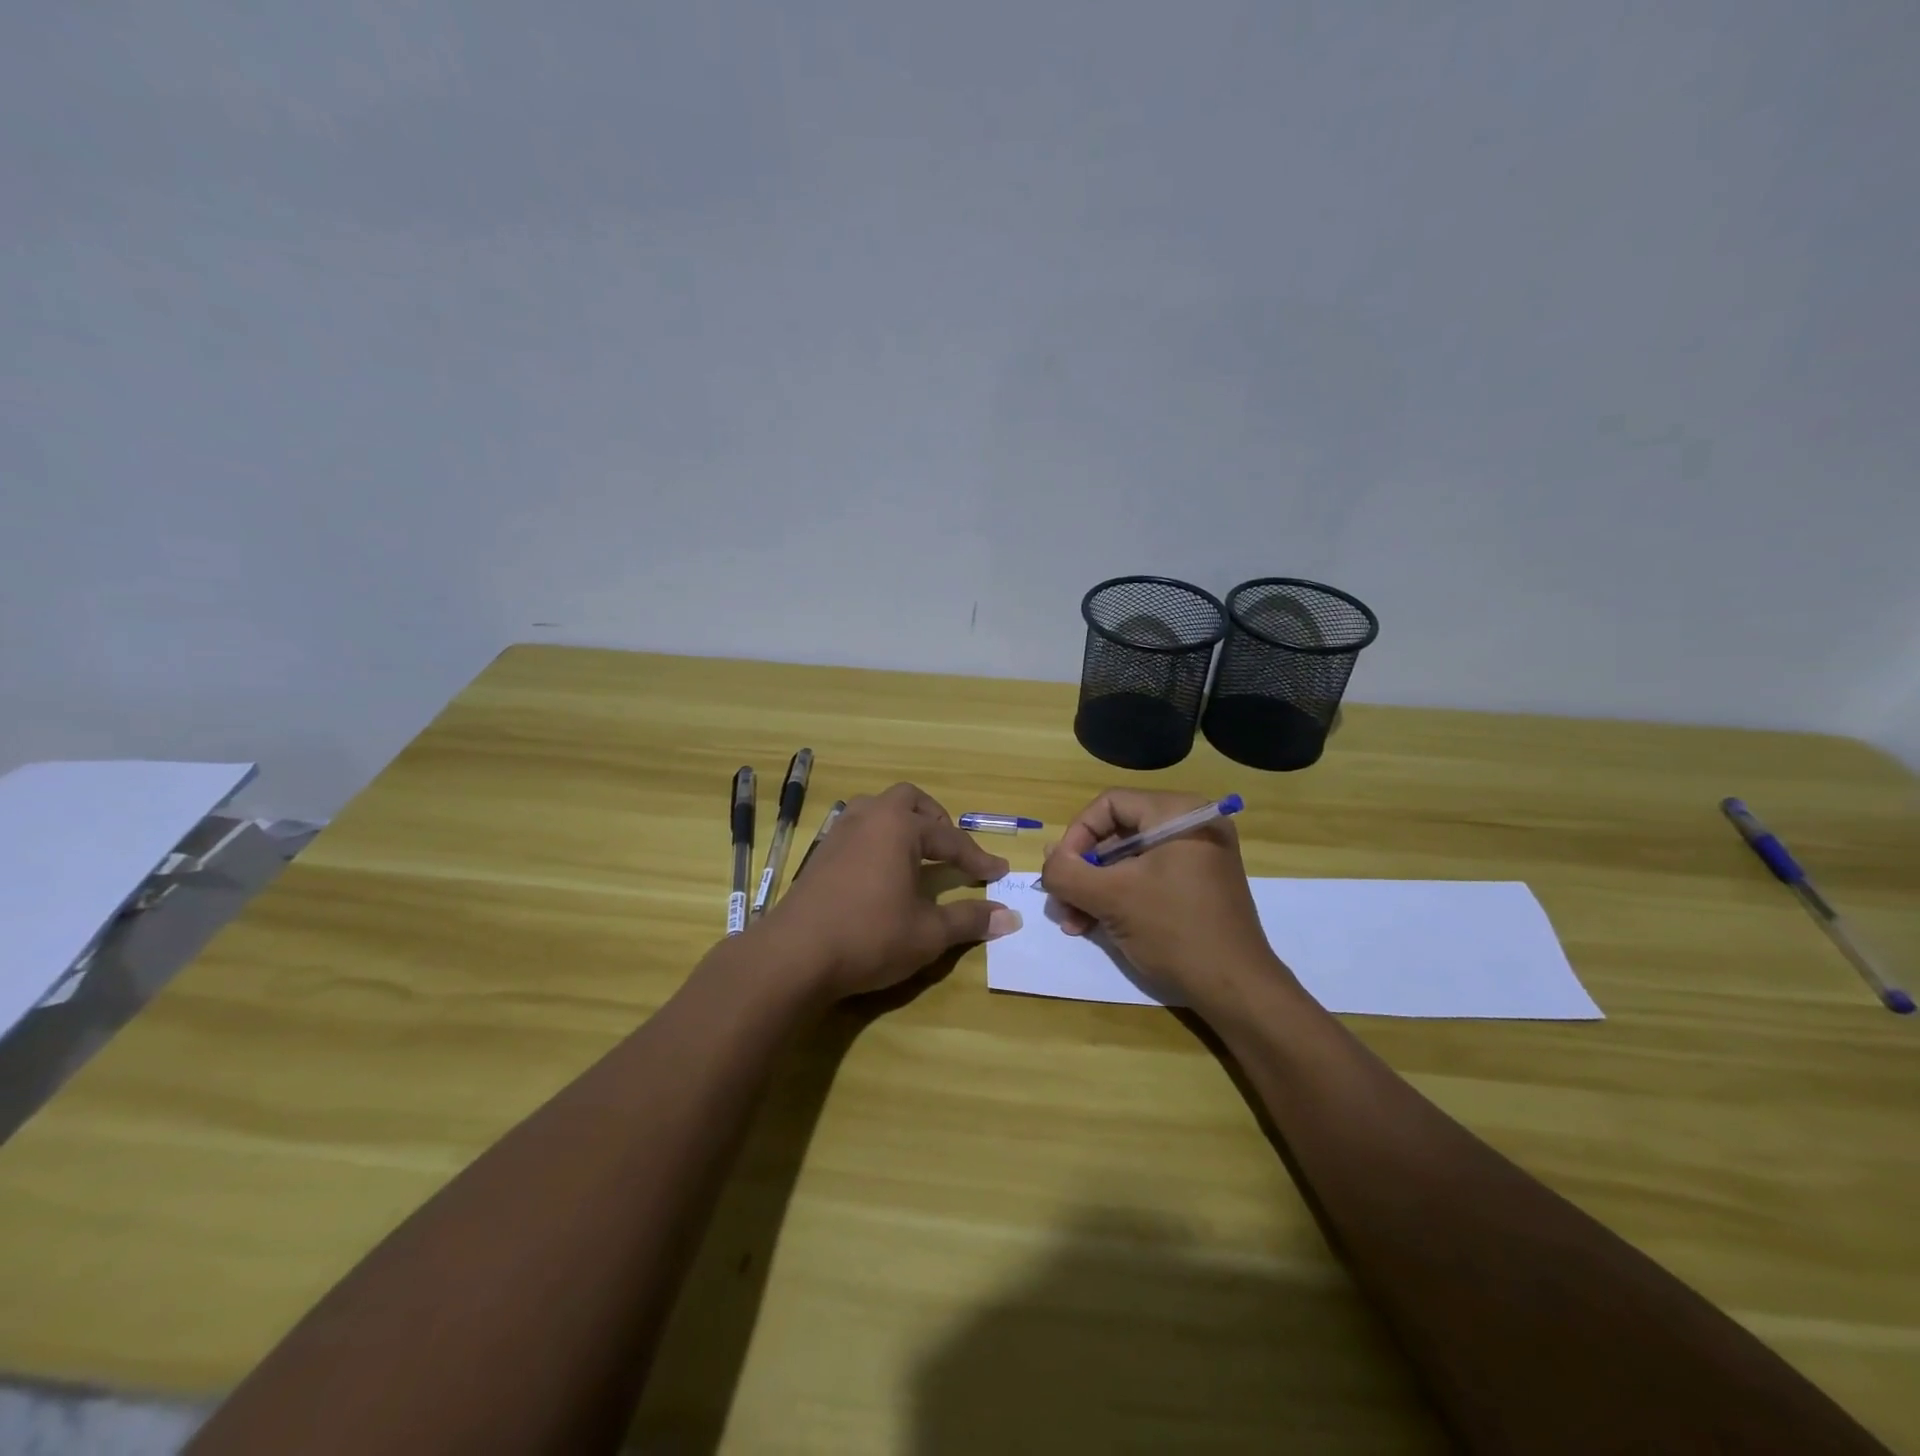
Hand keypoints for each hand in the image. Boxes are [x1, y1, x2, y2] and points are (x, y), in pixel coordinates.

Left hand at [765, 783, 1020, 999]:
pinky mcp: (820, 854)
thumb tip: (1010, 917)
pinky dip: (878, 839)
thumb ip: (969, 919)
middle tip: (950, 848)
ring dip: (902, 823)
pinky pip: (857, 829)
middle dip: (935, 820)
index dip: (977, 858)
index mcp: (899, 827)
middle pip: (908, 800)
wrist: (794, 955)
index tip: (999, 872)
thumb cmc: (869, 937)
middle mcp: (869, 819)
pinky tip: (880, 870)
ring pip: (876, 809)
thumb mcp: (928, 933)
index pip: (950, 838)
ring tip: (916, 853)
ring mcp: (839, 833)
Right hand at [1039, 789, 1292, 1007]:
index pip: (1109, 804)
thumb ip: (1068, 872)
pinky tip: (1095, 927)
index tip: (1060, 872)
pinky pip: (1148, 878)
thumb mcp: (1111, 898)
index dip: (1076, 835)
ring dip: (1094, 889)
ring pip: (1128, 861)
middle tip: (1061, 903)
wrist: (1237, 989)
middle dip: (1083, 871)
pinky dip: (1119, 898)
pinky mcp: (1198, 886)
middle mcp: (1191, 825)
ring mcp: (1198, 857)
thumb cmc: (1174, 931)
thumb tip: (1049, 857)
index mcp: (1177, 814)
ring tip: (1073, 923)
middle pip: (1117, 834)